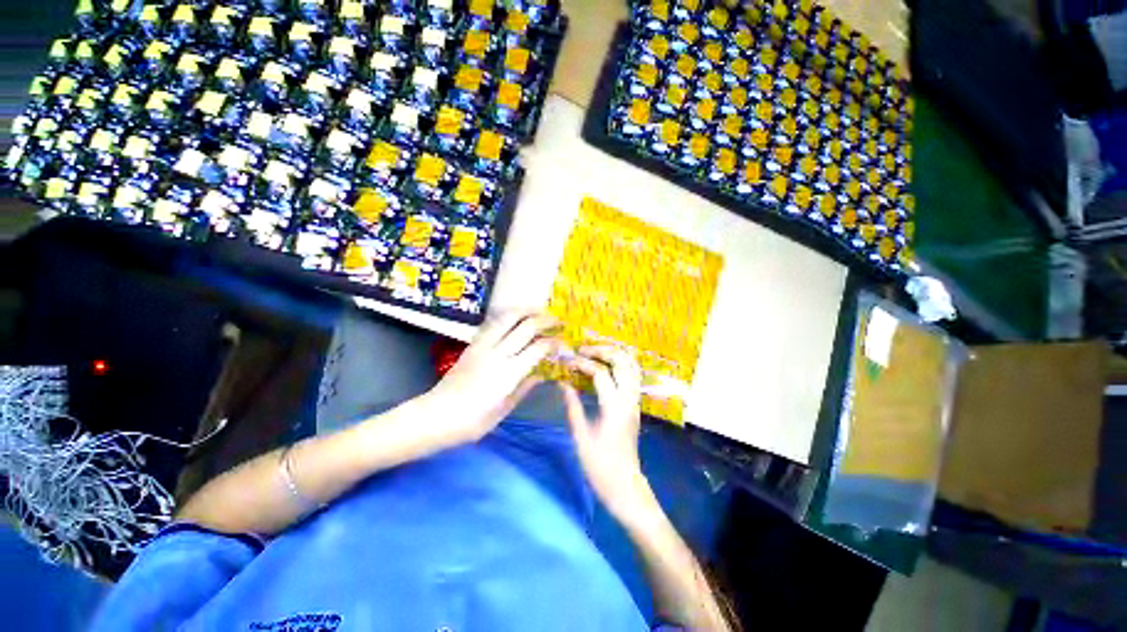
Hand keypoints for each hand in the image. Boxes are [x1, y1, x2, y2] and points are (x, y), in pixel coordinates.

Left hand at [424, 312, 561, 444]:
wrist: (435, 416)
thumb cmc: (472, 422)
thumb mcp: (504, 409)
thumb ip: (524, 387)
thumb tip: (542, 374)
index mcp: (508, 373)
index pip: (538, 348)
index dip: (554, 342)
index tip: (563, 342)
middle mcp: (497, 354)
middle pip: (525, 327)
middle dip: (545, 320)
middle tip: (558, 320)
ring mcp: (482, 346)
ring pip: (507, 318)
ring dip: (526, 311)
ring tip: (539, 310)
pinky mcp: (472, 345)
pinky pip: (492, 324)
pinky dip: (507, 316)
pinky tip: (515, 317)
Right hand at [561, 346, 655, 518]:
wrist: (625, 486)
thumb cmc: (600, 466)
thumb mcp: (581, 436)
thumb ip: (572, 406)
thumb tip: (563, 383)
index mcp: (614, 407)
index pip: (601, 373)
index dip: (583, 363)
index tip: (568, 361)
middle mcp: (629, 400)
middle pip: (623, 362)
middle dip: (603, 350)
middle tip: (583, 349)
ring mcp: (635, 402)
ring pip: (632, 366)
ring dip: (614, 354)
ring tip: (594, 352)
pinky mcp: (635, 405)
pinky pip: (633, 376)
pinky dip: (621, 364)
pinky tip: (606, 366)